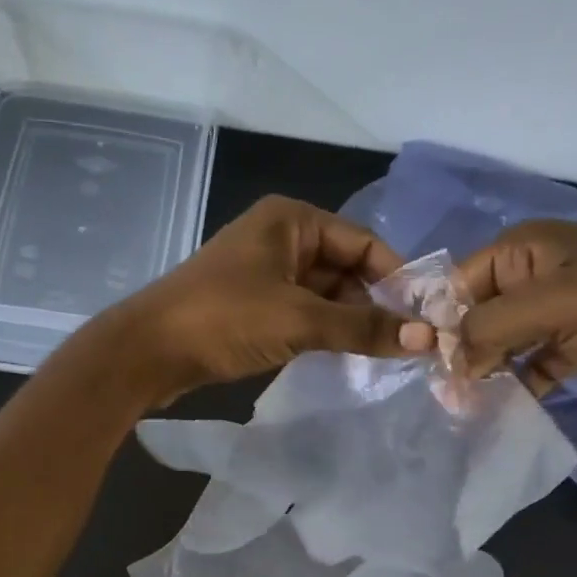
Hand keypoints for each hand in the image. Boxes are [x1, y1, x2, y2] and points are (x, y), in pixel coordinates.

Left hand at [113, 195, 430, 396]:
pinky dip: (324, 331)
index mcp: (292, 220)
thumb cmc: (224, 319)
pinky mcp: (253, 305)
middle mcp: (281, 237)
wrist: (148, 351)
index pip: (363, 243)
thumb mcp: (298, 320)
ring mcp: (265, 273)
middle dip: (374, 304)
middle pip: (346, 268)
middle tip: (409, 343)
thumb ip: (362, 328)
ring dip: (350, 322)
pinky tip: (346, 356)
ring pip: (325, 294)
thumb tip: (428, 338)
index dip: (396, 278)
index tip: (426, 317)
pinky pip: (303, 312)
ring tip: (385, 355)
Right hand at [456, 220, 576, 395]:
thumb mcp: (557, 303)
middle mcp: (536, 276)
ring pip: (502, 344)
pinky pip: (531, 365)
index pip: (459, 284)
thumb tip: (450, 363)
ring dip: (486, 373)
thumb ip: (492, 327)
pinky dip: (516, 385)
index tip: (430, 367)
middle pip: (478, 315)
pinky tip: (502, 410)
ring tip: (467, 409)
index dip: (441, 323)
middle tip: (448, 397)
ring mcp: (558, 312)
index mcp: (526, 249)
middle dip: (461, 353)